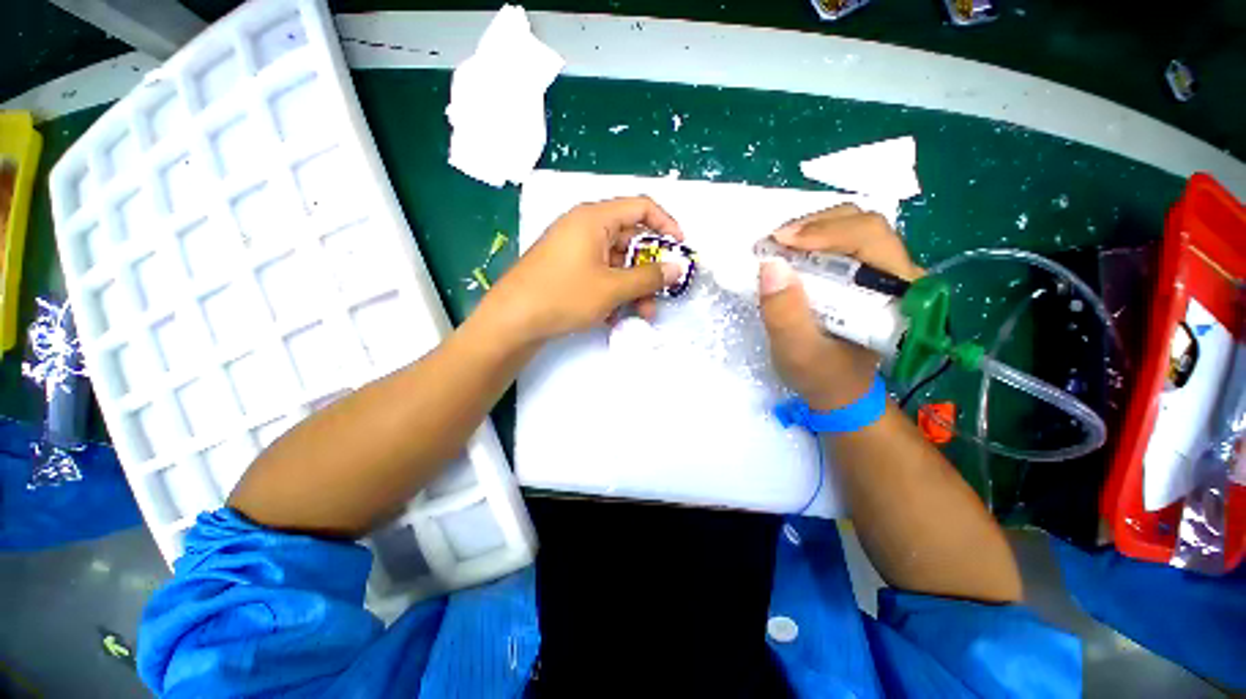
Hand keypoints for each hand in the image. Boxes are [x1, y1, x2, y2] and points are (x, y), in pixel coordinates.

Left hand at [482, 196, 684, 343]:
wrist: (512, 321)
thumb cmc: (564, 295)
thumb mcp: (612, 288)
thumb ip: (648, 277)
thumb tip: (676, 268)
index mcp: (594, 218)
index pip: (641, 207)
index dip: (666, 225)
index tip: (679, 249)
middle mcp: (585, 228)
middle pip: (630, 240)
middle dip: (648, 270)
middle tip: (659, 295)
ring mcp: (574, 250)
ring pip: (616, 263)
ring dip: (632, 288)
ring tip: (641, 315)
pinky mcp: (568, 270)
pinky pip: (600, 275)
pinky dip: (613, 292)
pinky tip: (616, 317)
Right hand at [759, 204, 921, 409]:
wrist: (838, 391)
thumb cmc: (822, 376)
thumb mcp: (797, 352)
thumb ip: (785, 314)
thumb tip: (771, 265)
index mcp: (897, 294)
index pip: (870, 238)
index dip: (825, 232)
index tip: (780, 242)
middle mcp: (899, 275)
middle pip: (863, 225)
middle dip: (815, 225)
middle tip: (774, 242)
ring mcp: (883, 272)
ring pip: (853, 228)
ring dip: (812, 229)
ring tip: (778, 246)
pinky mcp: (865, 276)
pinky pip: (842, 242)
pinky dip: (812, 240)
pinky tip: (790, 253)